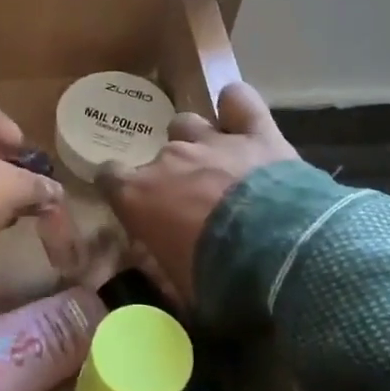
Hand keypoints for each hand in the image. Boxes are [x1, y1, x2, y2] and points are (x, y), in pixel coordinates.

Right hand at [95, 82, 297, 306]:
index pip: (108, 177)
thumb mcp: (180, 289)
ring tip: (216, 163)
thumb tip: (160, 270)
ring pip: (188, 124)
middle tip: (193, 203)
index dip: (119, 188)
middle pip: (157, 156)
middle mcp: (169, 159)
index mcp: (139, 196)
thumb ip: (163, 270)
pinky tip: (238, 113)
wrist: (281, 255)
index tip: (134, 204)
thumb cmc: (219, 278)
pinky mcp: (255, 133)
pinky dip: (236, 105)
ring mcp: (211, 140)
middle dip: (170, 175)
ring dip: (197, 140)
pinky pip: (239, 101)